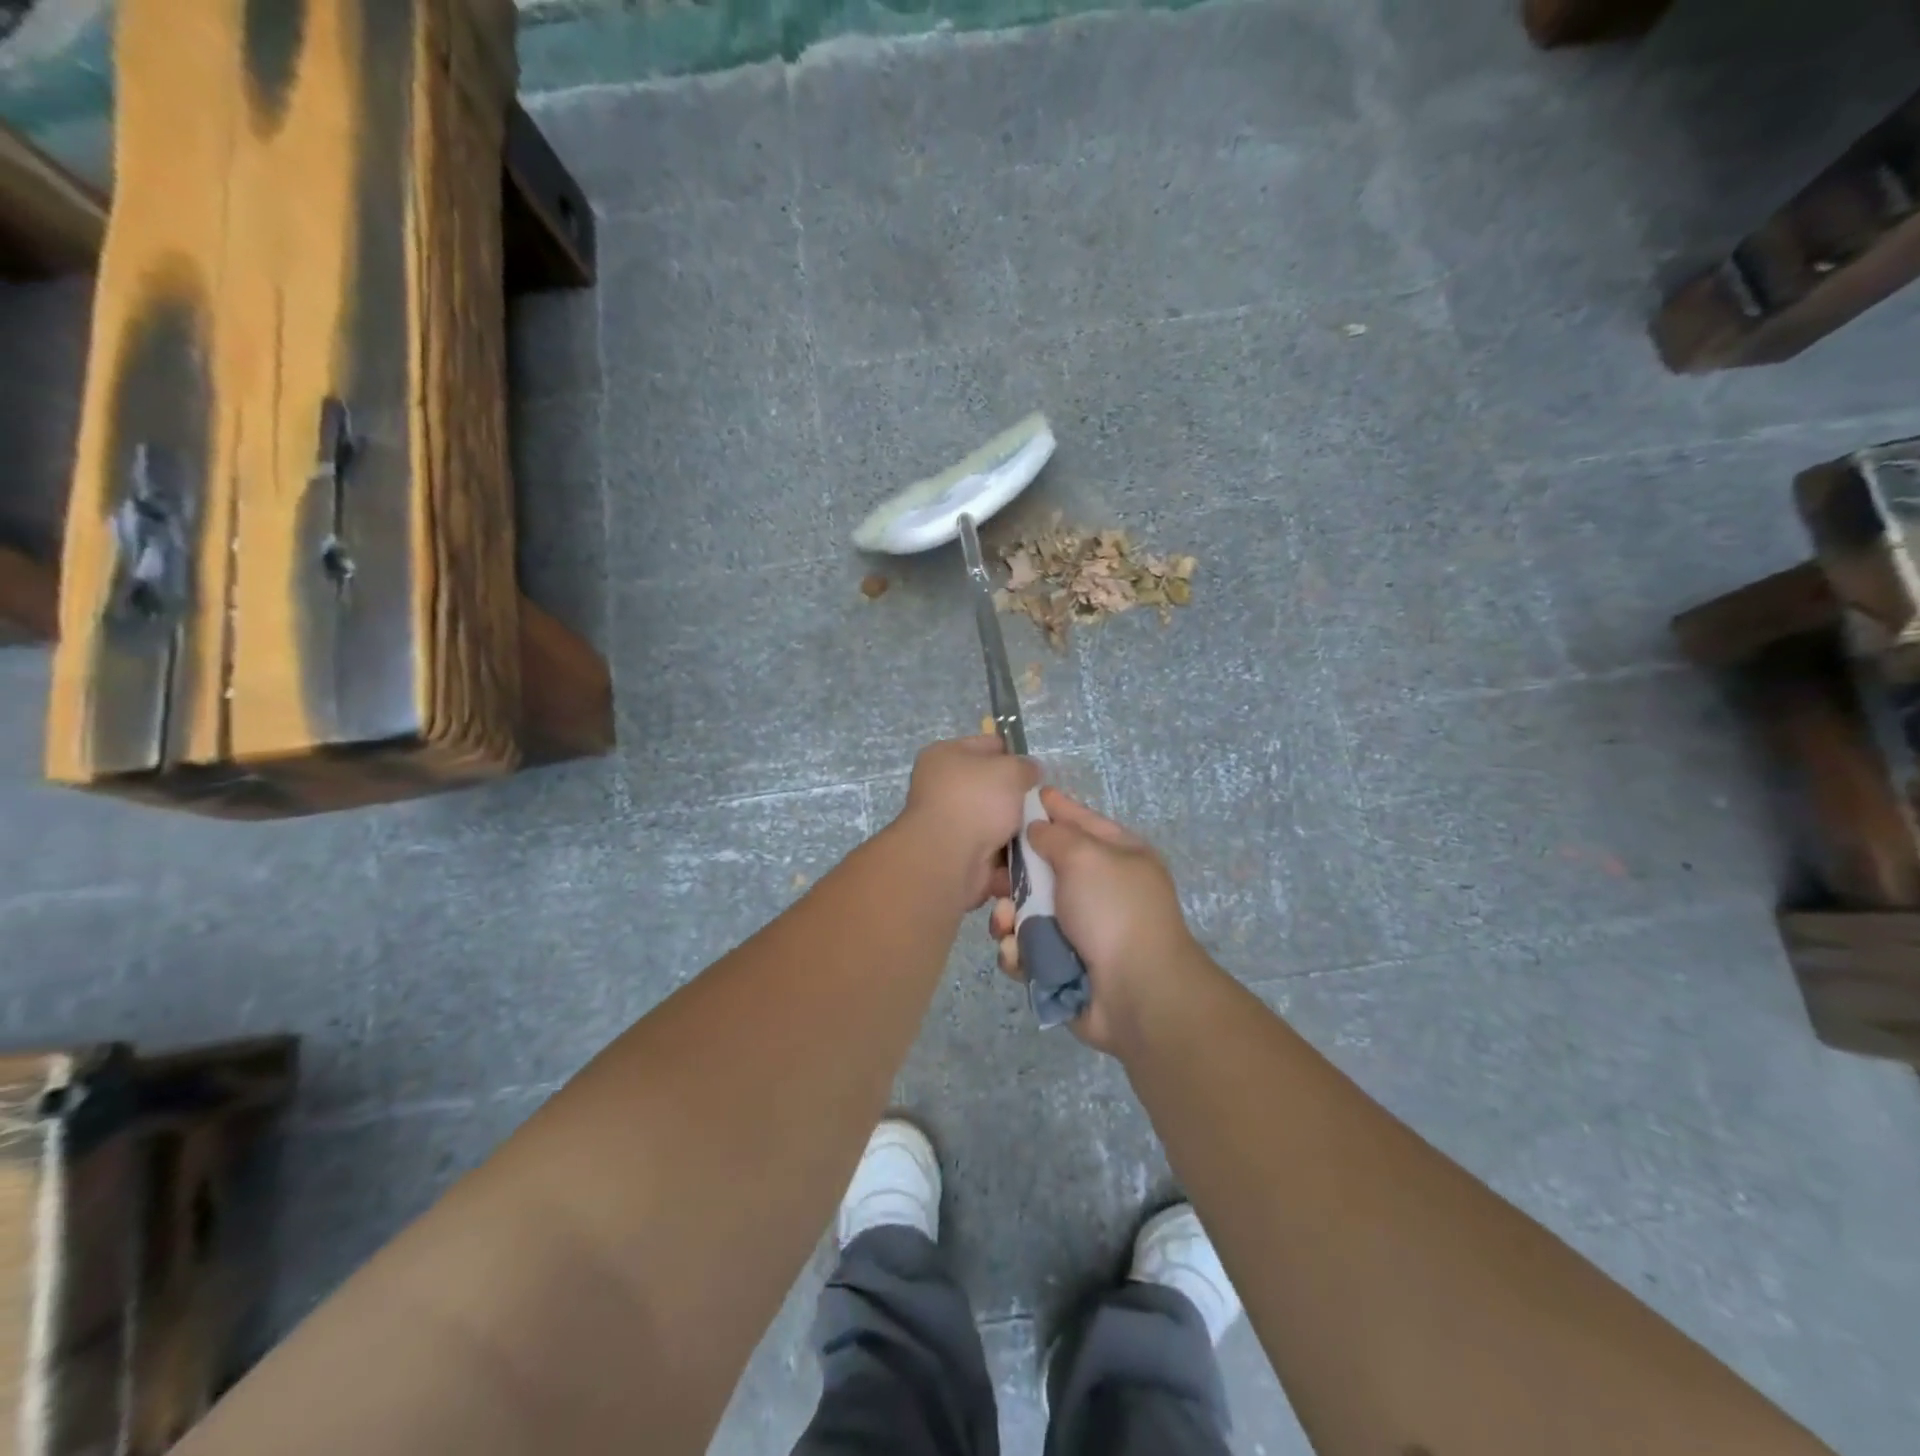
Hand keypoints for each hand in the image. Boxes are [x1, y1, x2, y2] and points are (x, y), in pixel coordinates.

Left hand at [891, 735, 1040, 911]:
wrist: (949, 858)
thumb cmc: (976, 801)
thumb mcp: (1010, 770)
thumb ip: (1026, 766)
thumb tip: (1029, 772)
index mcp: (944, 755)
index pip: (988, 745)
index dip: (1014, 755)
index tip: (1036, 771)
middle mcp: (941, 786)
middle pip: (991, 785)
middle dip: (1017, 795)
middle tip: (1041, 803)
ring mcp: (948, 822)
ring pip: (994, 819)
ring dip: (1016, 825)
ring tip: (1040, 828)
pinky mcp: (957, 853)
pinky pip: (992, 848)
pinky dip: (1009, 851)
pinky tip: (1030, 851)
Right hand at [991, 788, 1200, 1053]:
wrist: (1137, 994)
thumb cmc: (1113, 911)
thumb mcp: (1086, 855)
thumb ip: (1054, 834)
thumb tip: (1035, 828)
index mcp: (1117, 855)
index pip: (1078, 820)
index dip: (1048, 808)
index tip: (1014, 797)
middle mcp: (1098, 889)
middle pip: (1043, 868)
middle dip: (1014, 872)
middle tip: (992, 876)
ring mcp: (1080, 930)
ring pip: (1026, 911)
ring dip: (1008, 915)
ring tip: (1004, 921)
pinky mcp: (1060, 966)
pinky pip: (1026, 950)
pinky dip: (1018, 951)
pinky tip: (1017, 953)